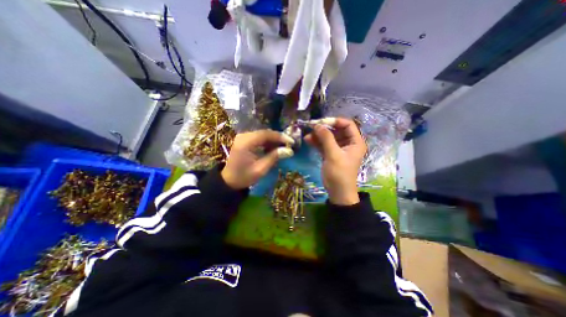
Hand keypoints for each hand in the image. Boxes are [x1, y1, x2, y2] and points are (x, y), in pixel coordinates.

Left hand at [220, 128, 293, 187]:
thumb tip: (289, 151)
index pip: (266, 134)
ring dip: (273, 140)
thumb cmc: (244, 177)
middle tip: (289, 145)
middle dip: (278, 138)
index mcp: (246, 142)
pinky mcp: (244, 141)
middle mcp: (244, 136)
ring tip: (284, 147)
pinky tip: (274, 149)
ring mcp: (243, 137)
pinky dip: (267, 143)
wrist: (229, 181)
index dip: (280, 137)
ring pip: (263, 135)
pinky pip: (259, 138)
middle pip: (265, 133)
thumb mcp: (260, 169)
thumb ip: (274, 157)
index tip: (291, 142)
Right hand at [305, 118, 366, 204]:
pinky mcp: (331, 154)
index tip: (322, 122)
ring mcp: (339, 148)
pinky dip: (317, 142)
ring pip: (328, 137)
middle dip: (324, 128)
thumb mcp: (333, 155)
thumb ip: (326, 138)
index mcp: (355, 142)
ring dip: (318, 136)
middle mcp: (348, 143)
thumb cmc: (339, 174)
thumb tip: (318, 125)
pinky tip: (308, 140)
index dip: (335, 121)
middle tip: (311, 127)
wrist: (337, 192)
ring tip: (307, 136)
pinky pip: (324, 144)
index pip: (347, 124)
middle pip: (336, 130)